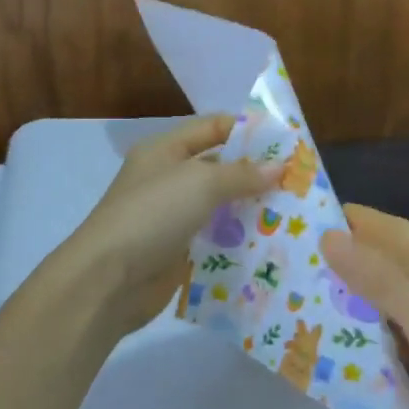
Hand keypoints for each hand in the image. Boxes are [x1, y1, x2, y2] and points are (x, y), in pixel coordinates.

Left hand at [67, 115, 282, 335]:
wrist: (108, 280)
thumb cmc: (152, 215)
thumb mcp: (200, 183)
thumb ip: (241, 173)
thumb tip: (278, 167)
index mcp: (164, 151)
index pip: (211, 128)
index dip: (247, 130)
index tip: (287, 142)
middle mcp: (167, 180)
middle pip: (219, 169)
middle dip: (256, 174)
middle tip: (300, 182)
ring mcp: (171, 218)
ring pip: (220, 207)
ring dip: (252, 210)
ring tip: (295, 215)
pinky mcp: (178, 252)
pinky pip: (215, 241)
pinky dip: (239, 242)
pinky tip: (272, 246)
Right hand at [320, 205, 408, 408]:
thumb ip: (382, 282)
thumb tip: (330, 236)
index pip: (398, 231)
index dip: (356, 221)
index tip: (307, 218)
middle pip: (403, 262)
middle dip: (357, 258)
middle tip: (301, 262)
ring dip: (370, 295)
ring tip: (319, 297)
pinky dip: (390, 330)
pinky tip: (363, 342)